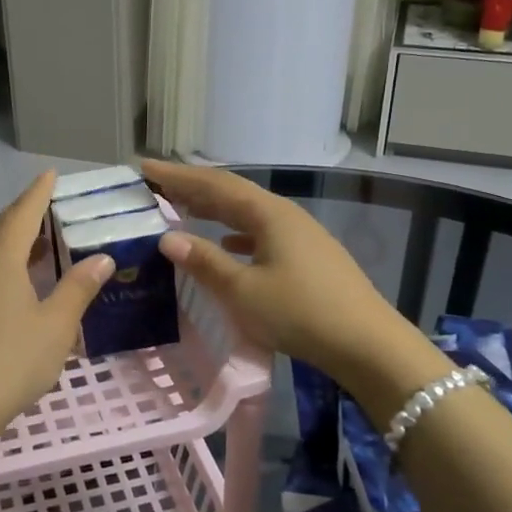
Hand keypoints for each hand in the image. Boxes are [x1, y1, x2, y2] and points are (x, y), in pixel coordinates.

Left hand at [0, 172, 113, 451]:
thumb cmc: (10, 360)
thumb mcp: (55, 325)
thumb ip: (78, 288)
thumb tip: (102, 257)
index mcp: (1, 261)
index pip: (22, 214)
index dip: (38, 192)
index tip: (51, 173)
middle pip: (1, 228)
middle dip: (25, 212)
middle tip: (50, 203)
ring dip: (15, 239)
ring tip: (42, 238)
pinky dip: (7, 263)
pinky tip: (22, 280)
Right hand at [142, 160, 406, 381]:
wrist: (368, 345)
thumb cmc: (300, 313)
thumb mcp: (244, 291)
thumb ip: (205, 262)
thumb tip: (167, 238)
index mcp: (268, 214)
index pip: (214, 184)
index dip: (177, 176)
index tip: (144, 167)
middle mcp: (284, 215)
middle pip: (231, 193)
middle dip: (193, 187)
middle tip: (157, 184)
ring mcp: (300, 235)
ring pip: (247, 213)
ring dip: (214, 209)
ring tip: (184, 208)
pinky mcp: (308, 257)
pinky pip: (261, 233)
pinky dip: (236, 233)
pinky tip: (227, 244)